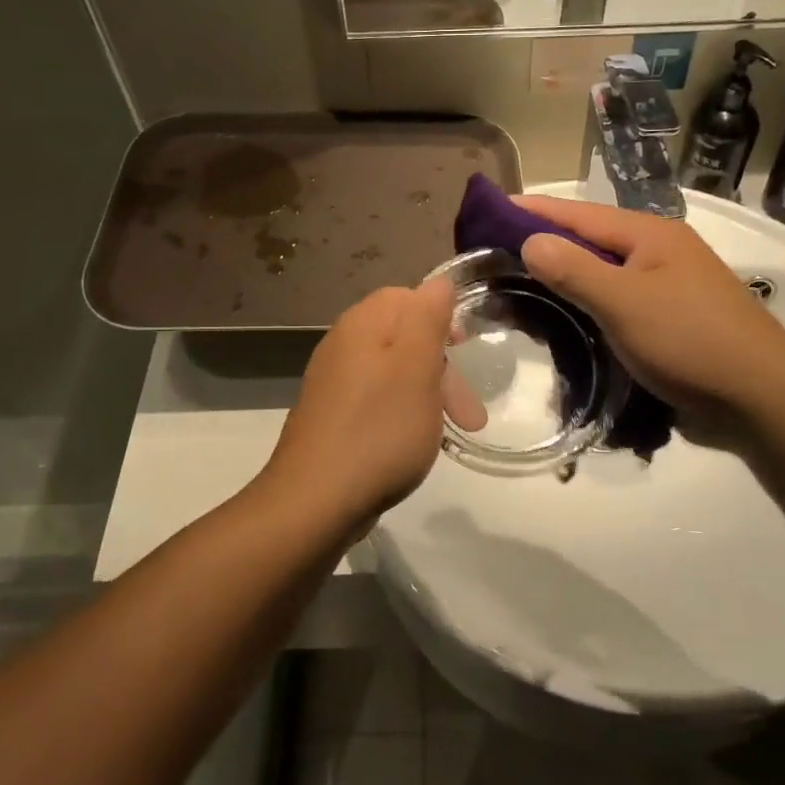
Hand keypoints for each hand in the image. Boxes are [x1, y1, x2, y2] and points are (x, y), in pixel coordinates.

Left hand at [264, 280, 467, 531]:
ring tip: (449, 431)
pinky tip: (414, 444)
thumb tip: (438, 283)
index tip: (465, 355)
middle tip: (469, 414)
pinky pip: (376, 401)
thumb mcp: (417, 367)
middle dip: (442, 369)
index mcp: (363, 324)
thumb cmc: (379, 430)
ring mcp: (333, 383)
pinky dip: (403, 415)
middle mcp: (342, 344)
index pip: (408, 297)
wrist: (315, 501)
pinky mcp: (331, 417)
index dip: (442, 321)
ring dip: (428, 396)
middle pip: (404, 337)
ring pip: (394, 373)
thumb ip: (428, 317)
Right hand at [514, 196, 784, 412]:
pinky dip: (585, 304)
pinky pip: (614, 301)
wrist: (759, 396)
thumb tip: (530, 240)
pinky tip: (562, 316)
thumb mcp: (625, 302)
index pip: (577, 213)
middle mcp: (657, 252)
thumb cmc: (690, 340)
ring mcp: (665, 286)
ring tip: (516, 283)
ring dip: (562, 276)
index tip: (490, 207)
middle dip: (543, 244)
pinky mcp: (667, 319)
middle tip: (492, 253)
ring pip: (601, 273)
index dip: (532, 210)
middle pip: (589, 241)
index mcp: (649, 235)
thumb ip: (575, 270)